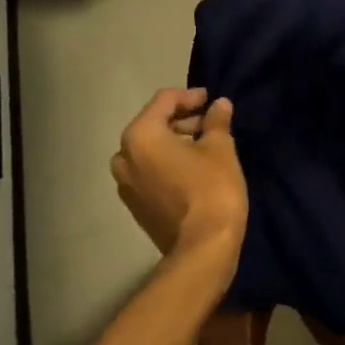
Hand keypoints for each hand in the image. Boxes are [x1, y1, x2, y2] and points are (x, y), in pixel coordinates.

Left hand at [110, 88, 246, 275]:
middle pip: (152, 125)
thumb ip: (216, 121)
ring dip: (174, 142)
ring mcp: (126, 185)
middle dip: (181, 120)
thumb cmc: (211, 188)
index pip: (164, 101)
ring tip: (203, 145)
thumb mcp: (220, 147)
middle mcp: (124, 158)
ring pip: (149, 150)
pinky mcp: (135, 206)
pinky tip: (192, 169)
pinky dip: (167, 163)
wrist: (202, 248)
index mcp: (140, 136)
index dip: (190, 96)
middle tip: (210, 122)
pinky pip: (148, 172)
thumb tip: (219, 104)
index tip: (211, 100)